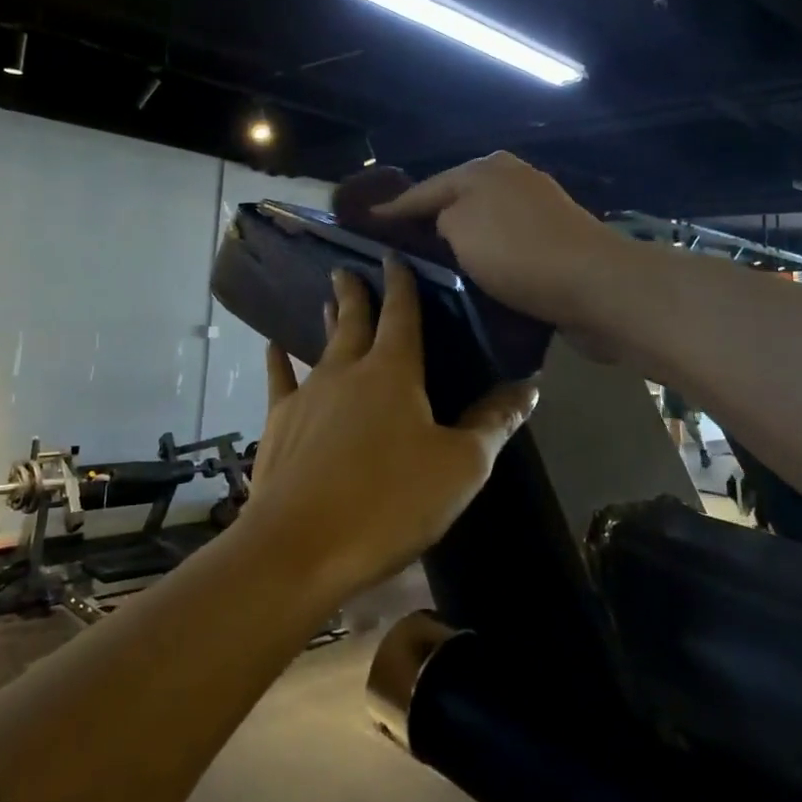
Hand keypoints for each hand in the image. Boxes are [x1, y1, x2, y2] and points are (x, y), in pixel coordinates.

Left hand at [241, 257, 537, 603]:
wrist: (301, 545)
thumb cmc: (390, 503)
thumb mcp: (460, 467)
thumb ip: (493, 423)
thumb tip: (529, 387)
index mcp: (393, 373)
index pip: (401, 315)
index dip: (401, 284)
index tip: (393, 256)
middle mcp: (347, 371)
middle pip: (355, 321)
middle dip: (356, 293)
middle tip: (346, 268)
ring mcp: (307, 394)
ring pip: (322, 346)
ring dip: (329, 322)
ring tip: (328, 300)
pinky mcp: (279, 422)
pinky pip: (279, 379)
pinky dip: (277, 360)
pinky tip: (272, 346)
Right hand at [371, 152, 622, 336]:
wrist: (594, 285)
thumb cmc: (517, 251)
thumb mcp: (460, 225)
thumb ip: (438, 217)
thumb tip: (444, 223)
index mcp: (485, 168)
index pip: (425, 188)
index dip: (393, 208)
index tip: (365, 222)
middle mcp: (511, 179)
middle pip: (455, 200)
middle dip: (427, 220)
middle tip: (395, 245)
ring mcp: (537, 208)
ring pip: (481, 222)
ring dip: (458, 239)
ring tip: (429, 262)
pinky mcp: (554, 239)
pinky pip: (504, 244)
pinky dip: (485, 254)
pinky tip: (473, 272)